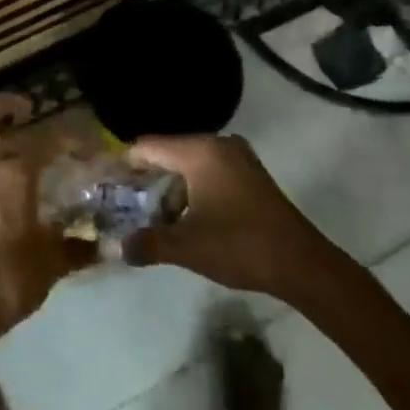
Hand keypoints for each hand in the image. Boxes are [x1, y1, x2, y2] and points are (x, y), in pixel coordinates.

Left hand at [0, 94, 95, 348]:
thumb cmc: (10, 280)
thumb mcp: (53, 262)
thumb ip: (79, 245)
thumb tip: (105, 244)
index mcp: (13, 173)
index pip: (46, 138)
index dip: (71, 137)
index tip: (88, 145)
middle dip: (5, 104)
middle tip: (26, 112)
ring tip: (4, 142)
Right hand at [123, 134, 363, 302]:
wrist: (302, 264)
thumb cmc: (239, 246)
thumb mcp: (187, 247)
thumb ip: (148, 244)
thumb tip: (118, 249)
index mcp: (199, 152)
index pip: (149, 147)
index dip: (125, 164)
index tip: (107, 183)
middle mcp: (218, 145)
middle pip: (169, 153)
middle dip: (147, 179)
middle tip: (124, 202)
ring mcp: (238, 158)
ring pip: (190, 165)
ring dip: (171, 188)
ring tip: (153, 217)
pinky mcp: (251, 175)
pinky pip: (210, 172)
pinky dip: (193, 189)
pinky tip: (186, 216)